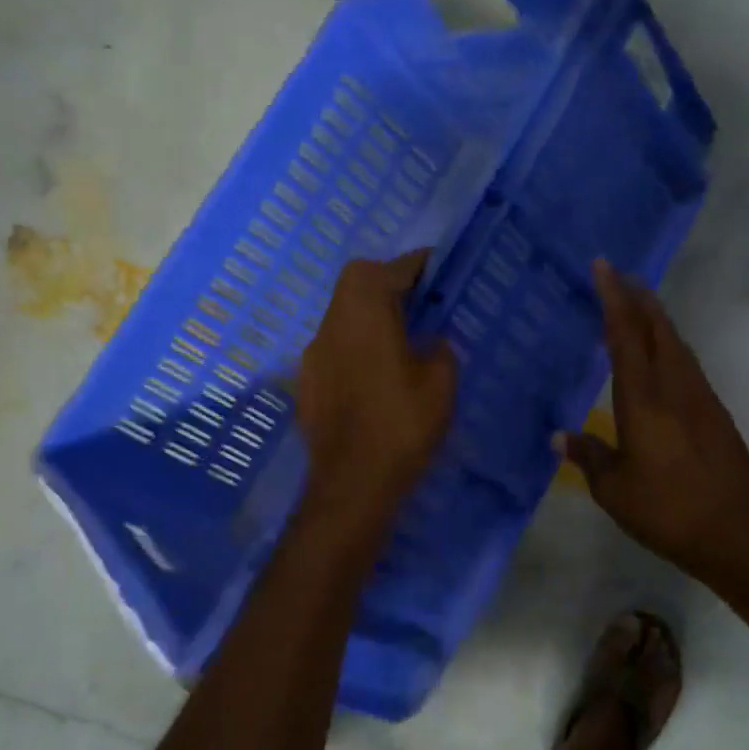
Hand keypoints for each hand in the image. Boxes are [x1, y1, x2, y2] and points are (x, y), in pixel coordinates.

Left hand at [298, 250, 457, 517]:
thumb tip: (429, 341)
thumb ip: (439, 349)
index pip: (390, 269)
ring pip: (343, 314)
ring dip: (370, 314)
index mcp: (365, 313)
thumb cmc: (401, 425)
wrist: (351, 484)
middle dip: (388, 283)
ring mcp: (313, 354)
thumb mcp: (441, 382)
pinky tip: (377, 374)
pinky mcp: (307, 382)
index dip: (418, 265)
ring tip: (402, 336)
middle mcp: (332, 324)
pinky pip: (336, 347)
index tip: (440, 269)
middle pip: (356, 283)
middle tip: (421, 301)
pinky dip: (357, 345)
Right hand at [560, 260, 748, 581]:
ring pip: (677, 344)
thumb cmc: (665, 511)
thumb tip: (559, 437)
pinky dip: (670, 346)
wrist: (733, 534)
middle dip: (638, 298)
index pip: (625, 337)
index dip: (613, 299)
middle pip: (657, 329)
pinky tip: (664, 355)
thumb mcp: (614, 490)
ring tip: (640, 305)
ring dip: (657, 319)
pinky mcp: (716, 413)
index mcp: (643, 401)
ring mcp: (701, 399)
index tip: (604, 267)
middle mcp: (675, 389)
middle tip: (619, 275)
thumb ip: (588, 456)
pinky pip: (688, 365)